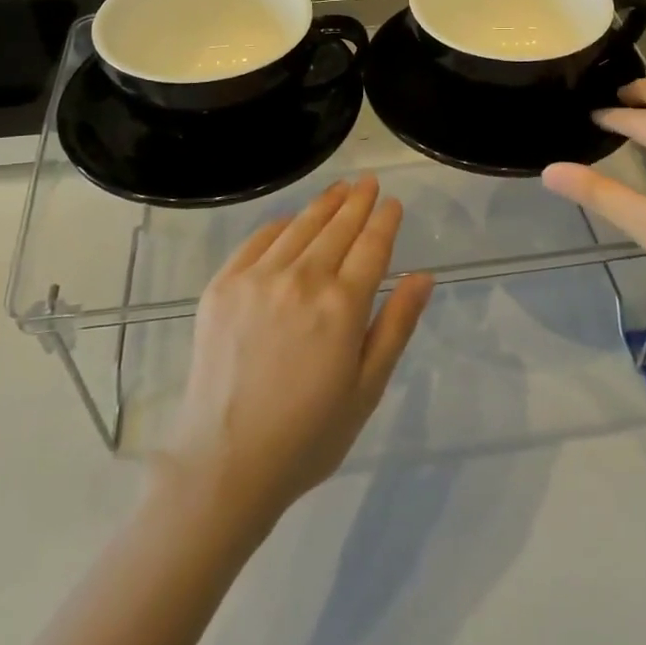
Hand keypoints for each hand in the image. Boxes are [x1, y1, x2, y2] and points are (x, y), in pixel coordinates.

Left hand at [157, 175, 433, 521]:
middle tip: (370, 182)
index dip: (385, 220)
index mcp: (342, 305)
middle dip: (358, 201)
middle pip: (337, 227)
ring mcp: (257, 278)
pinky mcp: (223, 285)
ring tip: (340, 188)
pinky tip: (291, 220)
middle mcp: (301, 279)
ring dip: (324, 204)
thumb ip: (396, 325)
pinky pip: (258, 240)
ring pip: (299, 226)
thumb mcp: (367, 387)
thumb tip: (423, 276)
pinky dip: (280, 224)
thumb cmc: (309, 434)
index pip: (372, 246)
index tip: (393, 202)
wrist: (225, 462)